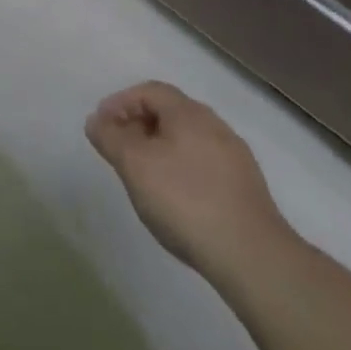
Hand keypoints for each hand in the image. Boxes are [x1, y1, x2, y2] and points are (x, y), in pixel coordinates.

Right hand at [86, 81, 290, 281]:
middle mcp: (215, 126)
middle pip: (170, 113)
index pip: (148, 91)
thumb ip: (109, 138)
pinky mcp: (247, 189)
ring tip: (144, 175)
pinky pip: (205, 164)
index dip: (120, 102)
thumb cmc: (185, 200)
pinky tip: (176, 198)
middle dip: (139, 125)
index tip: (102, 126)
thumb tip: (96, 121)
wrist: (254, 258)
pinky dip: (183, 169)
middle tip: (119, 149)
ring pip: (188, 140)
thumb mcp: (133, 165)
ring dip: (161, 148)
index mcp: (189, 113)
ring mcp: (236, 158)